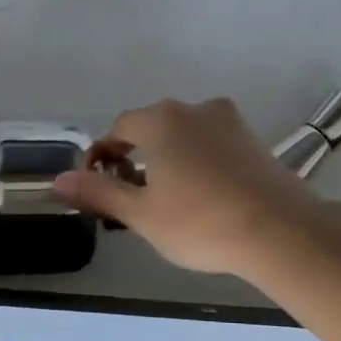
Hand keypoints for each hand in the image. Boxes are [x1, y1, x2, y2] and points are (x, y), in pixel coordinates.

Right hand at [52, 97, 323, 276]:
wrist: (280, 231)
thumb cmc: (201, 222)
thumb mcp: (142, 214)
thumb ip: (100, 193)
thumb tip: (59, 180)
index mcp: (162, 120)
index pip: (119, 127)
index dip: (103, 154)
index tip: (100, 186)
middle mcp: (195, 109)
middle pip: (153, 127)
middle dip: (137, 156)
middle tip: (135, 196)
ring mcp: (230, 122)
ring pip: (186, 134)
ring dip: (170, 158)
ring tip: (171, 198)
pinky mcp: (255, 140)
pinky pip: (214, 144)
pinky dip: (200, 161)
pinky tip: (207, 195)